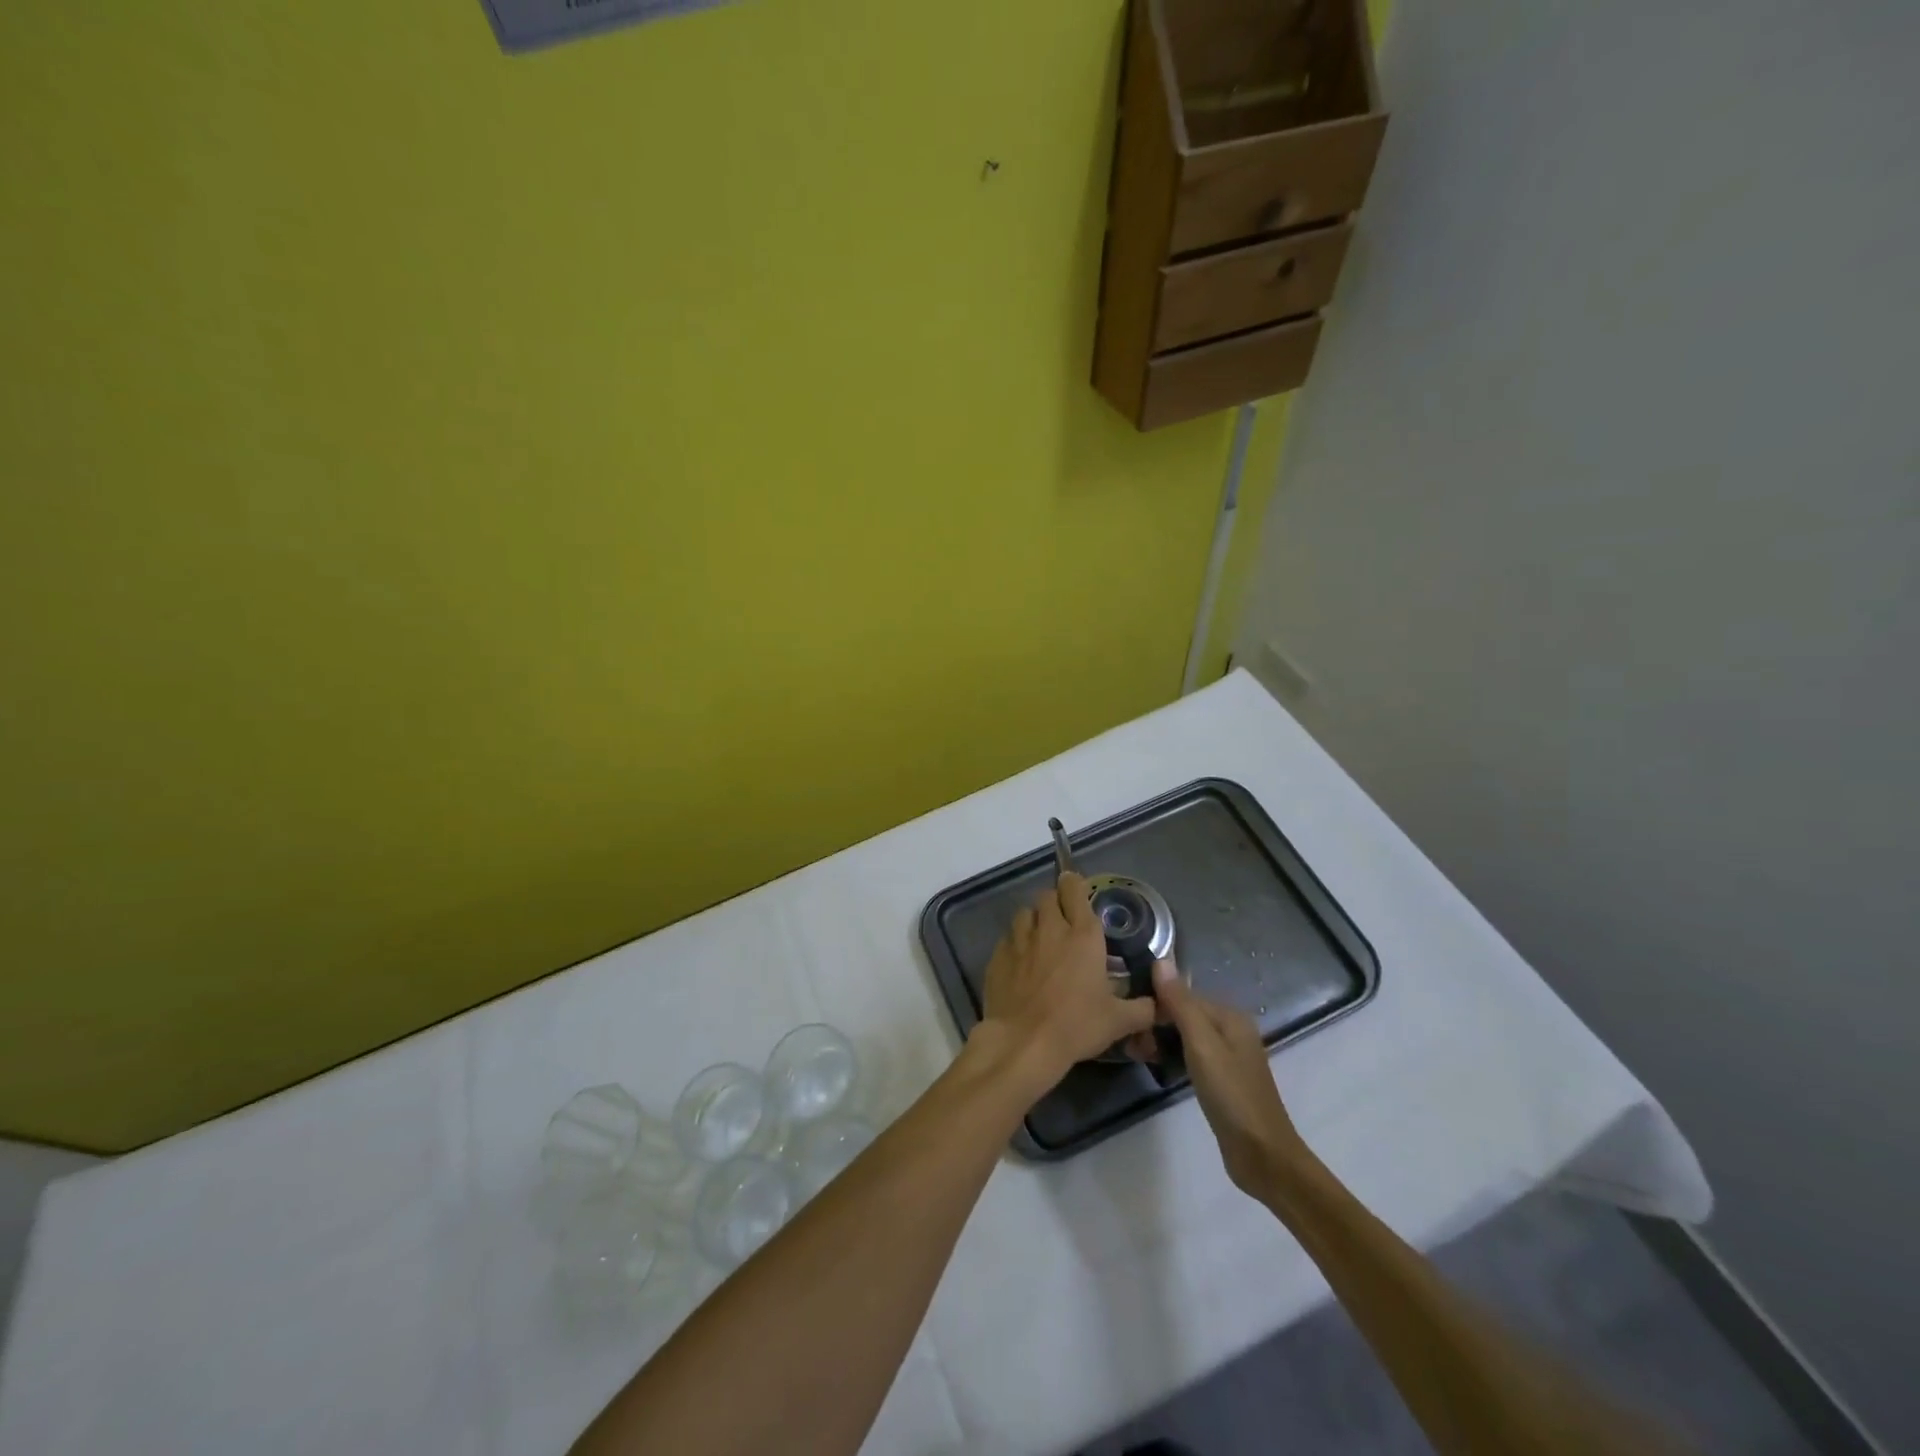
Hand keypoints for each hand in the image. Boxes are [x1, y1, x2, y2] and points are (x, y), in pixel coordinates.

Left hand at [979, 872, 1157, 1088]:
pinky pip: (1007, 938)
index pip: (1075, 890)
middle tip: (1063, 921)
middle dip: (1055, 902)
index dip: (1075, 885)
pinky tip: (1021, 963)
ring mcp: (1020, 940)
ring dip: (1034, 920)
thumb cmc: (1076, 1025)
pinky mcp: (998, 956)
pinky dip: (1015, 944)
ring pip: (1024, 913)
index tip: (1077, 890)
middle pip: (1047, 896)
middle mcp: (1050, 929)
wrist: (1024, 1042)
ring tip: (1041, 939)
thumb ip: (1143, 1009)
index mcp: (1082, 936)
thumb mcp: (1119, 1021)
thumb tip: (1161, 1005)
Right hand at [1152, 960, 1311, 1197]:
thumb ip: (1181, 1003)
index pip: (1183, 994)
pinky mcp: (1221, 1080)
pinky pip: (1190, 1056)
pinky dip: (1171, 1056)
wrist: (1262, 1155)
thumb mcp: (1201, 1044)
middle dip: (1155, 1022)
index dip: (1155, 1002)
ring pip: (1184, 1035)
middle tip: (1129, 1041)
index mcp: (1230, 1016)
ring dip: (1160, 1040)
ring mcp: (1227, 1056)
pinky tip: (1155, 1065)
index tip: (1128, 1017)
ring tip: (1135, 1053)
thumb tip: (1161, 960)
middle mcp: (1230, 1030)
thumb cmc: (1231, 1094)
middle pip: (1184, 1013)